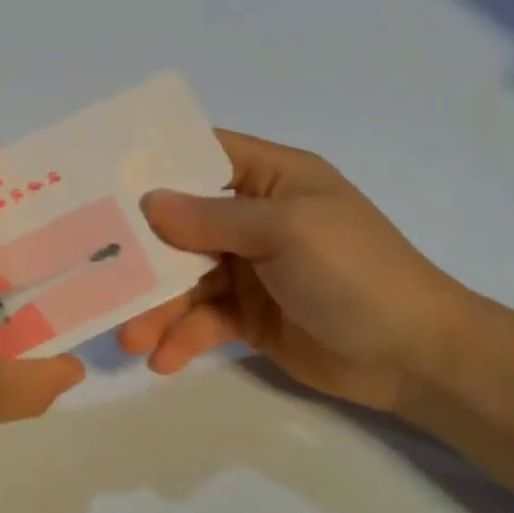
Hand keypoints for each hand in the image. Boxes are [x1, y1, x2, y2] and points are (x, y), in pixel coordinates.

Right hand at [117, 130, 473, 413]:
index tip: (103, 177)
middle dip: (143, 250)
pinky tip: (164, 359)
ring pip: (186, 278)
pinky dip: (182, 337)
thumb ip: (213, 217)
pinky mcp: (249, 316)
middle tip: (98, 272)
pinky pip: (203, 319)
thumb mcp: (286, 231)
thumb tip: (149, 201)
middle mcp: (255, 218)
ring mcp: (251, 269)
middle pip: (182, 224)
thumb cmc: (354, 273)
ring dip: (156, 305)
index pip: (204, 153)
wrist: (414, 357)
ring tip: (129, 338)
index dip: (156, 161)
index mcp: (272, 178)